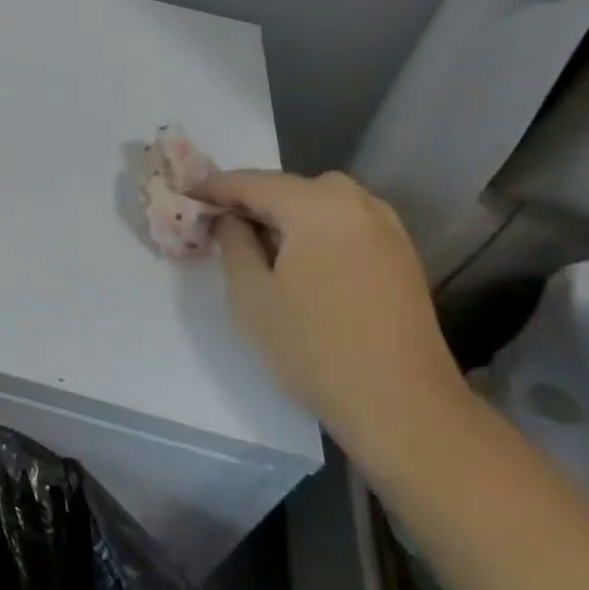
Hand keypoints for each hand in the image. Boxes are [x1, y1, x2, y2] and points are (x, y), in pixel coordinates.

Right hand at [195, 170, 469, 470]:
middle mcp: (357, 202)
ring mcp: (386, 227)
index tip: (184, 195)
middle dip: (250, 201)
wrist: (403, 407)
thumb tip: (230, 218)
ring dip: (284, 216)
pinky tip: (299, 262)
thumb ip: (232, 241)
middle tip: (218, 226)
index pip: (252, 182)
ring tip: (256, 246)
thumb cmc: (315, 347)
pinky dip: (314, 230)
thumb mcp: (251, 294)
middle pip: (288, 188)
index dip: (213, 188)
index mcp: (318, 205)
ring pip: (318, 203)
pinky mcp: (400, 254)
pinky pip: (343, 223)